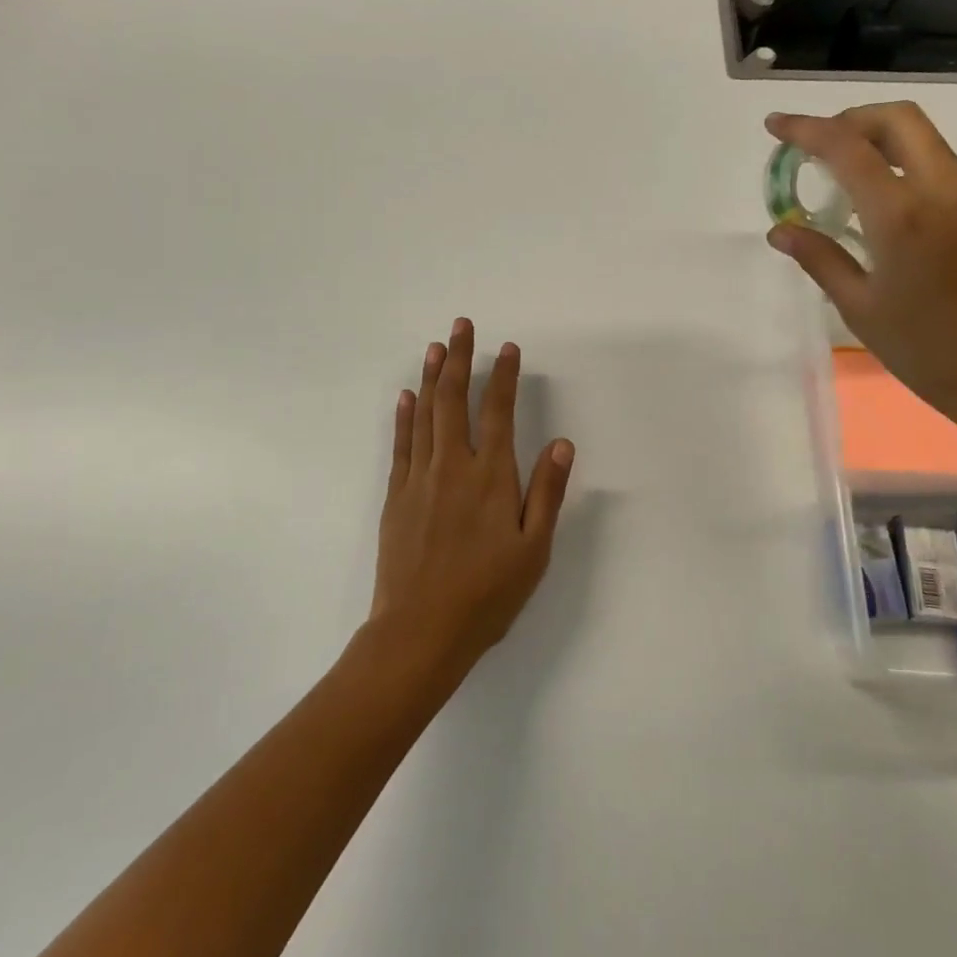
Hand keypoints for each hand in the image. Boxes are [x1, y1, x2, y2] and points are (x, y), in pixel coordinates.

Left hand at [373, 319, 574, 674]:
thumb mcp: (533, 549)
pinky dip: (404, 416)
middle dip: (460, 359)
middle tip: (461, 326)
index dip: (503, 376)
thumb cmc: (487, 594)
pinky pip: (401, 444)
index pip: (498, 412)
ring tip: (436, 347)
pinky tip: (406, 396)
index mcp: (491, 477)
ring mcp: (419, 478)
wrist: (421, 629)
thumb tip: (560, 443)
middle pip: (454, 400)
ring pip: (425, 414)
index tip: (507, 348)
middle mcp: (453, 466)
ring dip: (431, 377)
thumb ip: (547, 492)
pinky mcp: (396, 495)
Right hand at [764, 103, 956, 430]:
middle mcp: (940, 191)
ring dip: (876, 138)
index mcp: (901, 214)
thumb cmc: (925, 350)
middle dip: (850, 118)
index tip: (775, 125)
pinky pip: (934, 164)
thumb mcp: (859, 307)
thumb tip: (780, 229)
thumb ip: (820, 258)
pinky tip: (873, 199)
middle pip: (897, 120)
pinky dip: (898, 161)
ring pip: (921, 138)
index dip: (806, 129)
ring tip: (836, 172)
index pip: (847, 148)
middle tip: (813, 145)